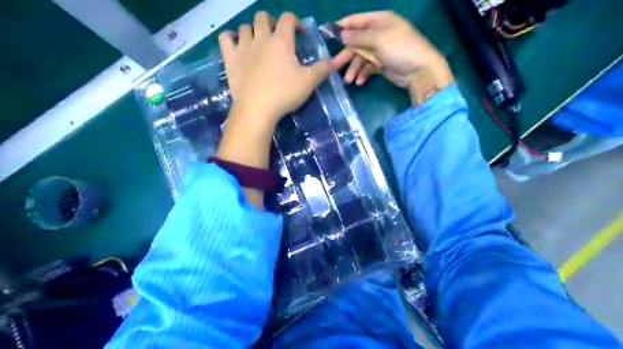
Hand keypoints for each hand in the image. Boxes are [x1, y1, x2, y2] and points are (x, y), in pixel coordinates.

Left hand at [220, 11, 332, 129]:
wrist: (257, 109)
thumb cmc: (285, 93)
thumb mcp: (309, 81)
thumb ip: (324, 68)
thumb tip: (337, 59)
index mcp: (281, 41)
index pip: (288, 18)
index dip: (296, 22)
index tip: (301, 35)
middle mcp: (261, 38)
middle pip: (263, 17)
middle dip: (272, 22)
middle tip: (278, 36)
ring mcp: (243, 48)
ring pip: (245, 27)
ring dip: (253, 30)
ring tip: (259, 43)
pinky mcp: (230, 59)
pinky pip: (225, 38)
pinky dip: (230, 38)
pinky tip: (237, 45)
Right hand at [336, 11, 452, 106]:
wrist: (420, 70)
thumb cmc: (400, 49)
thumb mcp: (378, 39)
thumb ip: (358, 37)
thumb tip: (342, 34)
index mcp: (379, 21)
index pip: (355, 21)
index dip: (341, 27)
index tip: (325, 35)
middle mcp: (378, 34)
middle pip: (356, 42)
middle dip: (346, 55)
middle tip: (334, 66)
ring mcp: (380, 50)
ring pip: (360, 57)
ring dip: (354, 69)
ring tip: (349, 80)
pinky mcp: (382, 64)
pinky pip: (368, 67)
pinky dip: (363, 74)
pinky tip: (360, 82)